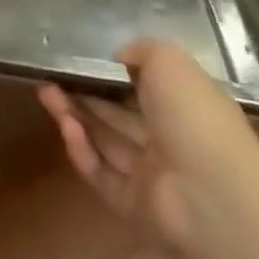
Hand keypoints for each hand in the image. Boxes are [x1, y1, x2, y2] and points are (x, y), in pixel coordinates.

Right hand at [38, 40, 258, 258]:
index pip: (142, 87)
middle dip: (83, 94)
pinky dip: (82, 152)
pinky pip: (102, 175)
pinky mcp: (134, 207)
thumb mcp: (168, 60)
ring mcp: (152, 176)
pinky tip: (65, 128)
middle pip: (117, 114)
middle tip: (50, 76)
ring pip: (105, 142)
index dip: (110, 74)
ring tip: (45, 92)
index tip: (80, 61)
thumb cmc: (194, 115)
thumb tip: (120, 57)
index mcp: (184, 105)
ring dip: (75, 117)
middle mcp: (169, 140)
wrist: (212, 193)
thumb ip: (141, 51)